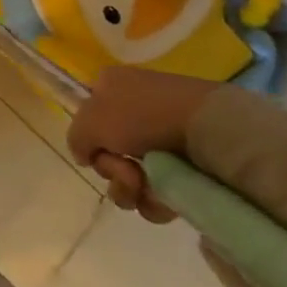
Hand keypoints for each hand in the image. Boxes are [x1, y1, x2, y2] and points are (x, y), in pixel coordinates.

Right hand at [66, 67, 220, 223]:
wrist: (210, 128)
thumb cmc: (142, 115)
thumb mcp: (90, 122)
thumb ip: (76, 139)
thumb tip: (86, 156)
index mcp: (111, 86)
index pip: (88, 116)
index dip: (89, 139)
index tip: (96, 150)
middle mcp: (136, 108)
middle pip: (108, 151)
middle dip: (112, 169)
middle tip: (126, 169)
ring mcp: (164, 137)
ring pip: (131, 175)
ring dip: (129, 188)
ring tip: (145, 186)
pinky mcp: (189, 164)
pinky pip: (159, 189)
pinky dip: (155, 199)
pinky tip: (164, 197)